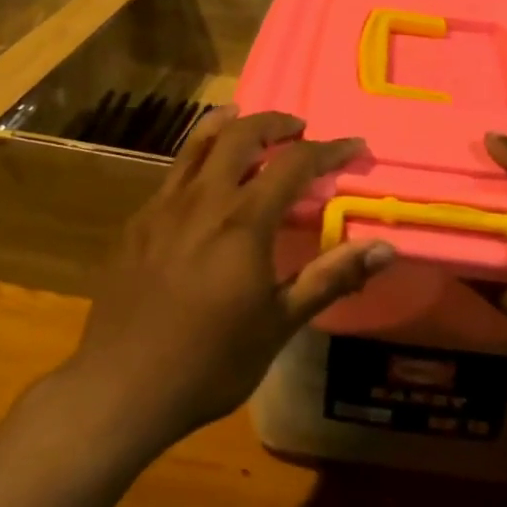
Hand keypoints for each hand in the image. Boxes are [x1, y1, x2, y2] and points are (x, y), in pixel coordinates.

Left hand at [67, 107, 393, 448]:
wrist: (121, 386)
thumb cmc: (211, 361)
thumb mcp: (279, 323)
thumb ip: (330, 278)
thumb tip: (385, 248)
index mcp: (243, 222)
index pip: (294, 164)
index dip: (328, 150)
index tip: (354, 145)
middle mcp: (202, 200)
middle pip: (240, 136)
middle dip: (274, 123)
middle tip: (298, 128)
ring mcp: (163, 208)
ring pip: (198, 145)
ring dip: (229, 125)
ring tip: (246, 119)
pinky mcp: (137, 224)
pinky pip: (173, 173)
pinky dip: (197, 157)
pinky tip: (204, 180)